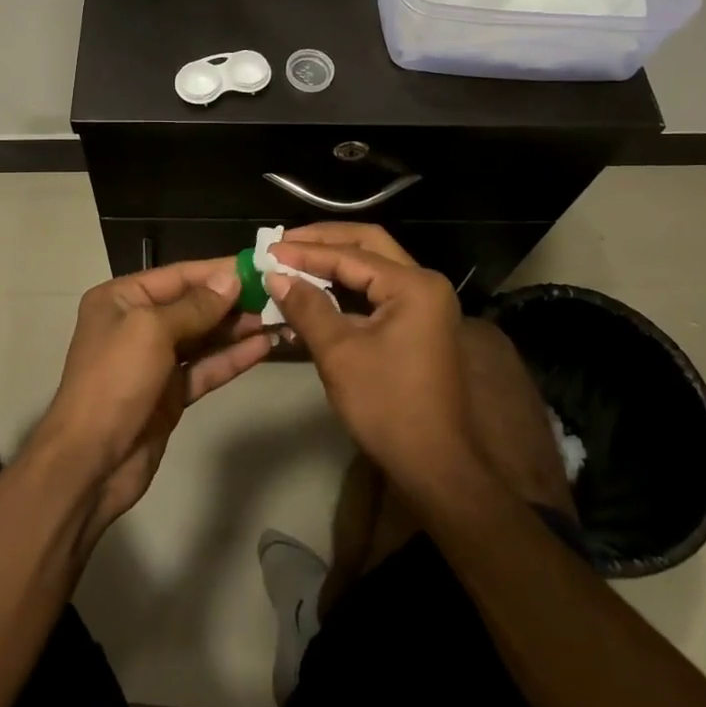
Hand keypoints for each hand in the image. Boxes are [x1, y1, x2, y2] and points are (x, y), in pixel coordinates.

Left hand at [38, 259, 272, 535]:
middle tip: (278, 294)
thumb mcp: (151, 331)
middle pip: (193, 305)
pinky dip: (232, 358)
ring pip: (204, 337)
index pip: (178, 275)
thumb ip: (195, 306)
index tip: (258, 265)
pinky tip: (264, 347)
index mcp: (121, 299)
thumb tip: (230, 279)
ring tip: (279, 318)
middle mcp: (137, 323)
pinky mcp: (170, 393)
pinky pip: (205, 368)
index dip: (218, 271)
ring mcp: (154, 361)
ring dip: (238, 328)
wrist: (90, 462)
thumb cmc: (114, 381)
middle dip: (233, 300)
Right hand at [266, 226, 479, 493]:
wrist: (437, 465)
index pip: (351, 255)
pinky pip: (378, 290)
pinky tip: (316, 290)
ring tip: (294, 259)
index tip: (268, 251)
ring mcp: (425, 303)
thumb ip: (307, 307)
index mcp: (413, 285)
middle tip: (283, 243)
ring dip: (335, 260)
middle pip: (368, 244)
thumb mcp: (340, 353)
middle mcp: (425, 283)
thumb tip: (275, 276)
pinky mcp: (419, 323)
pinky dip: (346, 286)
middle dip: (324, 241)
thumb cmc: (388, 406)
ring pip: (374, 265)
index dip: (306, 252)